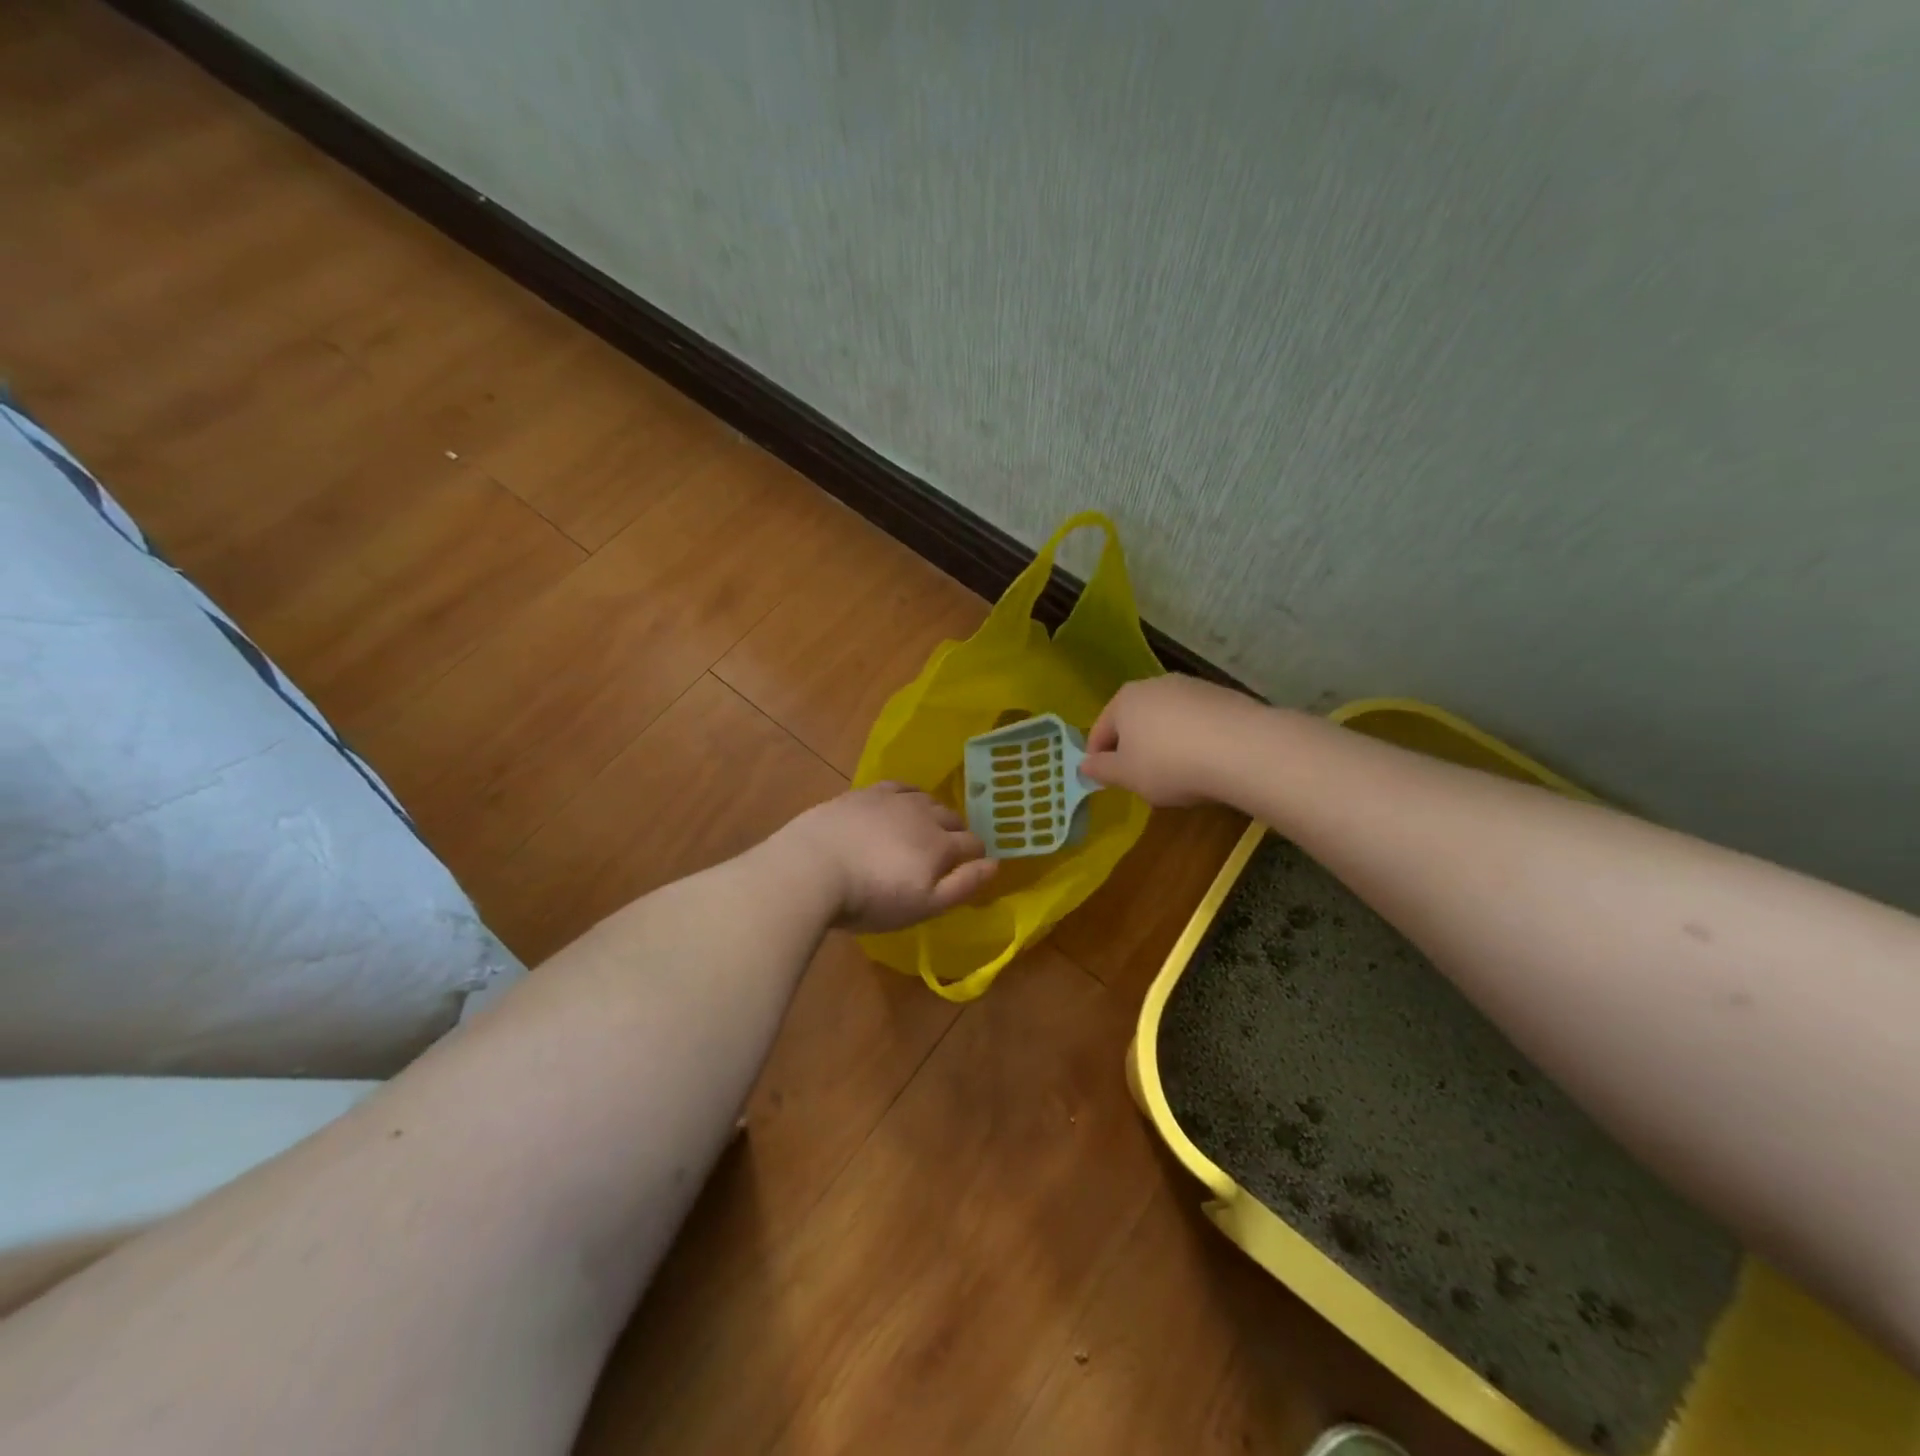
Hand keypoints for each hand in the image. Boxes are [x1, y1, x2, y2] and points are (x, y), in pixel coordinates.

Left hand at [777, 782, 996, 932]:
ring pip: (926, 799)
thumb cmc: (871, 898)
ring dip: (932, 812)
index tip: (972, 866)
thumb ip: (963, 885)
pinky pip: (898, 786)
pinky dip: (908, 794)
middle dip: (956, 832)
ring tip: (924, 827)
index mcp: (941, 844)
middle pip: (952, 817)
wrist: (812, 868)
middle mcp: (923, 814)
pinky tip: (901, 802)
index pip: (973, 844)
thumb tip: (995, 864)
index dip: (977, 855)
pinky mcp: (864, 793)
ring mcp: (892, 800)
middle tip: (946, 851)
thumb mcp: (924, 905)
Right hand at [1080, 675, 1260, 805]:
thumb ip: (1102, 770)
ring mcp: (1191, 687)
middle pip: (1134, 720)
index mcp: (1124, 700)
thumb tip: (1084, 765)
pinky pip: (1197, 722)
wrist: (1242, 749)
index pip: (1100, 730)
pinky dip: (1194, 739)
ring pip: (1167, 719)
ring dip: (1165, 742)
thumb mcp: (1127, 776)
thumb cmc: (1170, 764)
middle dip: (1134, 747)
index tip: (1106, 780)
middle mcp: (1155, 684)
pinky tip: (1205, 762)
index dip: (1098, 758)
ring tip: (1177, 773)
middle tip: (1141, 778)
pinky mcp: (1223, 696)